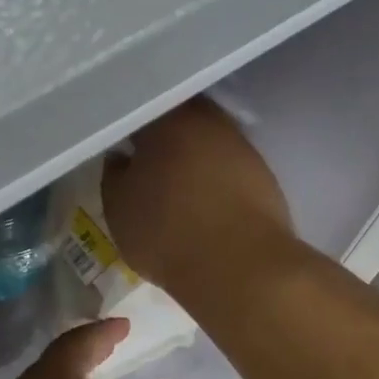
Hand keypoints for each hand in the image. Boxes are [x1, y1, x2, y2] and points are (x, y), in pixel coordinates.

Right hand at [102, 98, 292, 295]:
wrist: (238, 266)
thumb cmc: (166, 233)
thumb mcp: (118, 209)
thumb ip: (114, 175)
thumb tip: (121, 157)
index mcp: (166, 120)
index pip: (140, 113)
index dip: (129, 131)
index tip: (122, 148)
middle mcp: (207, 121)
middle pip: (180, 119)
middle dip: (165, 136)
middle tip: (149, 162)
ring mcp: (241, 145)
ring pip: (208, 140)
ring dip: (194, 156)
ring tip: (179, 184)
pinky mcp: (264, 173)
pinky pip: (230, 165)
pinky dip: (217, 177)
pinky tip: (207, 200)